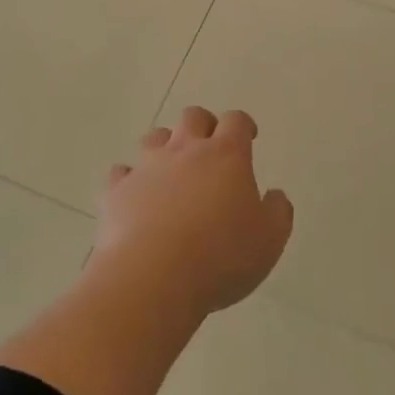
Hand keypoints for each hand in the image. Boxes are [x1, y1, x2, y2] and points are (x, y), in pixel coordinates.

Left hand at [95, 107, 293, 316]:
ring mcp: (147, 168)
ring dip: (166, 146)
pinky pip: (122, 173)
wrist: (152, 277)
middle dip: (204, 125)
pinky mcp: (117, 191)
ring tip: (172, 169)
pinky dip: (131, 179)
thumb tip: (274, 195)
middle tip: (210, 147)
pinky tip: (136, 196)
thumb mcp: (269, 240)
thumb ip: (277, 211)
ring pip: (155, 137)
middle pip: (193, 117)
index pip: (235, 121)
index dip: (243, 125)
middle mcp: (185, 151)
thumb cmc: (221, 256)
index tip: (248, 137)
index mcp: (226, 156)